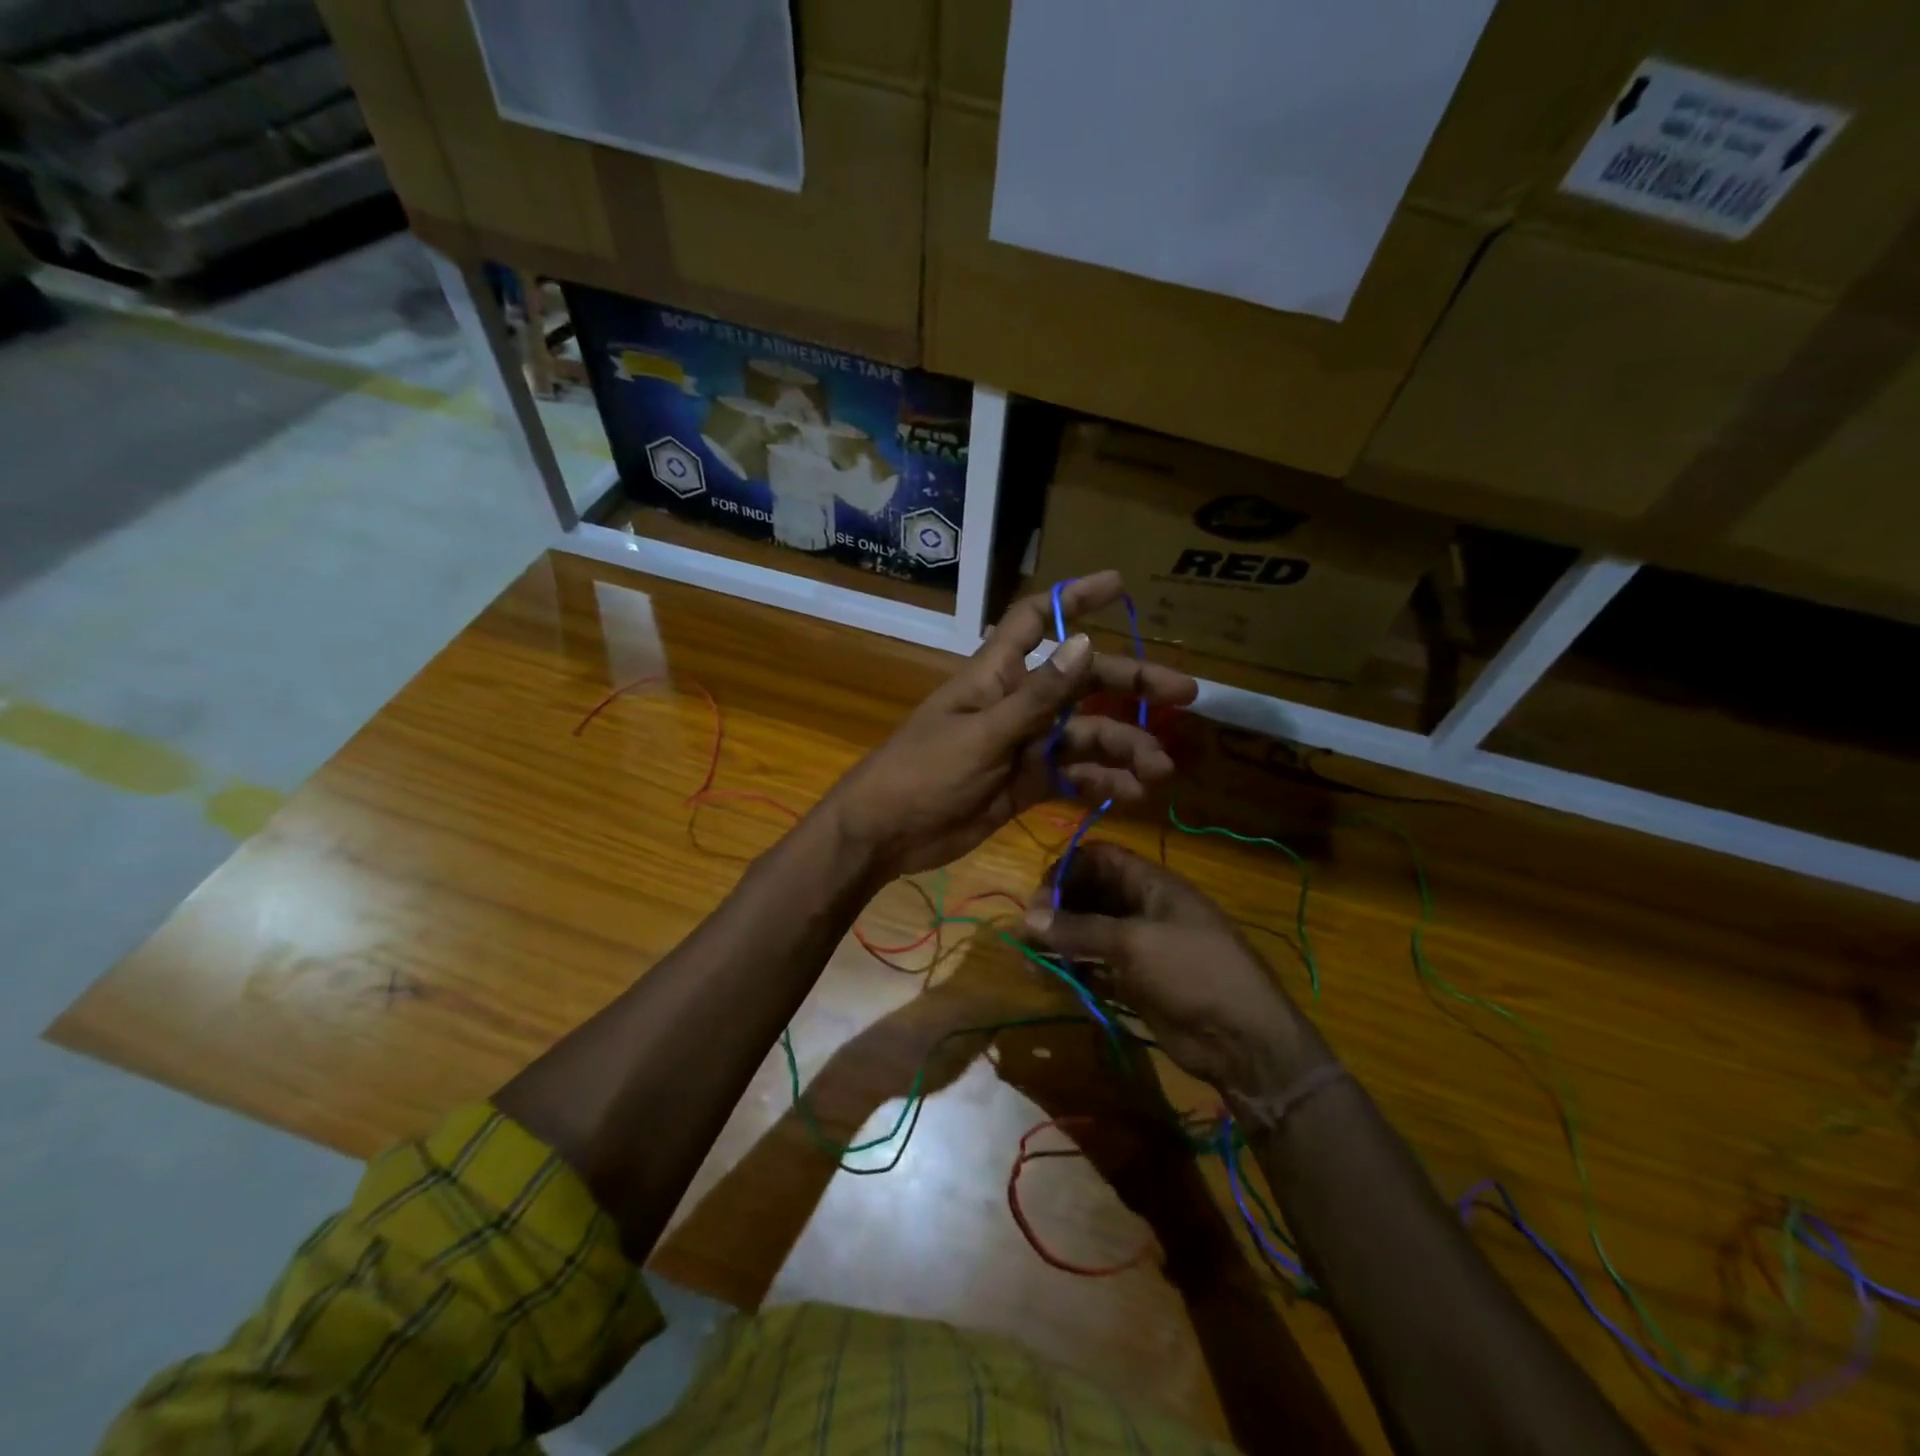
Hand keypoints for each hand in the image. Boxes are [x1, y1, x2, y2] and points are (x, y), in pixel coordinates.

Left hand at [823, 572, 1196, 877]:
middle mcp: (1017, 703)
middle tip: (1184, 695)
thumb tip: (1086, 643)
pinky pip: (1074, 776)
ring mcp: (1024, 745)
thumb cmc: (923, 772)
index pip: (1036, 619)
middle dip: (1130, 683)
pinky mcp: (1027, 784)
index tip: (1120, 586)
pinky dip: (1102, 783)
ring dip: (1124, 748)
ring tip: (1159, 769)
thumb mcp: (983, 734)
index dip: (1074, 598)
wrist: (886, 834)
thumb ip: (1038, 697)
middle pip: (1081, 681)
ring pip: (1085, 736)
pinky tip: (1131, 795)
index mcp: (997, 675)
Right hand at [1024, 841, 1327, 1096]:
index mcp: (1153, 885)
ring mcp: (1141, 947)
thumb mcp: (1135, 943)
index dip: (1068, 868)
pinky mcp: (1136, 981)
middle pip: (1092, 894)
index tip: (1039, 893)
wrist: (1242, 1039)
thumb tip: (1028, 917)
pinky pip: (1096, 966)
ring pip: (1090, 932)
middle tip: (1028, 929)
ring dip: (1059, 940)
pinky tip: (1048, 978)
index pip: (1102, 859)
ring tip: (1028, 955)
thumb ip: (1081, 928)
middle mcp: (1144, 909)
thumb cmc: (1194, 972)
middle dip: (1058, 906)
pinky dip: (1072, 969)